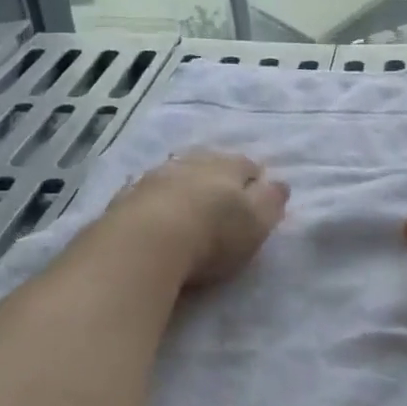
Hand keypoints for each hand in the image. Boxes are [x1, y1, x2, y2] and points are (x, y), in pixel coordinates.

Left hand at [108, 150, 289, 288]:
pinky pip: (146, 191)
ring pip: (176, 173)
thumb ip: (271, 201)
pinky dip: (154, 198)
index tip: (256, 191)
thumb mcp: (257, 221)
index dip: (254, 178)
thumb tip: (279, 183)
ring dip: (183, 183)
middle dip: (217, 175)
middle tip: (222, 193)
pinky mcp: (126, 198)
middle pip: (209, 163)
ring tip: (187, 200)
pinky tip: (153, 209)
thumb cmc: (213, 234)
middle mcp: (191, 163)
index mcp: (227, 167)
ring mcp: (155, 177)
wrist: (145, 242)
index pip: (246, 165)